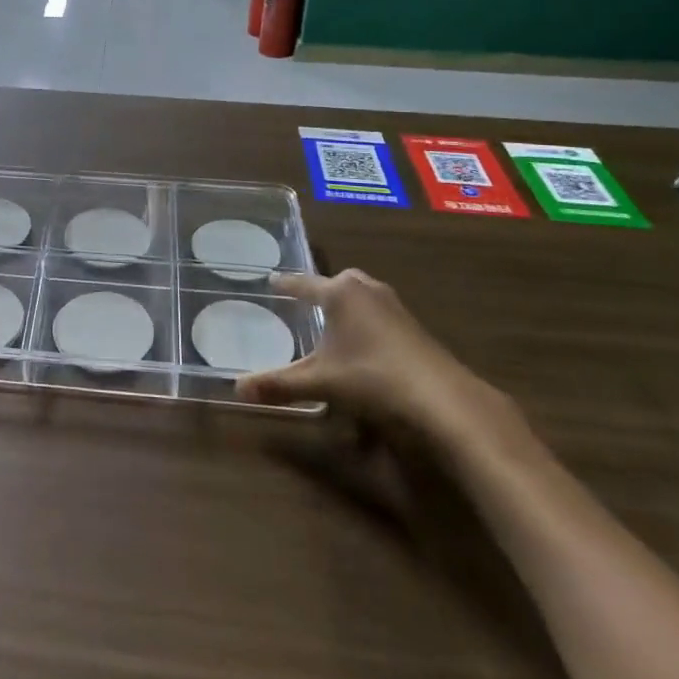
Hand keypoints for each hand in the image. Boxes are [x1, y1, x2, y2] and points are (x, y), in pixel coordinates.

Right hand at [237, 269, 505, 442]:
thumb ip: (278, 384)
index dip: (286, 284)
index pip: (304, 283)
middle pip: (339, 281)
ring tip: (333, 320)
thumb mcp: (320, 382)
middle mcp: (367, 290)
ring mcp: (394, 306)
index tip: (271, 280)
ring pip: (363, 295)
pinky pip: (379, 311)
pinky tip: (363, 342)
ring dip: (348, 303)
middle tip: (306, 300)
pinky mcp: (413, 326)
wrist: (442, 398)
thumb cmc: (372, 377)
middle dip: (322, 288)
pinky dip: (366, 318)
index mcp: (340, 293)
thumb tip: (236, 389)